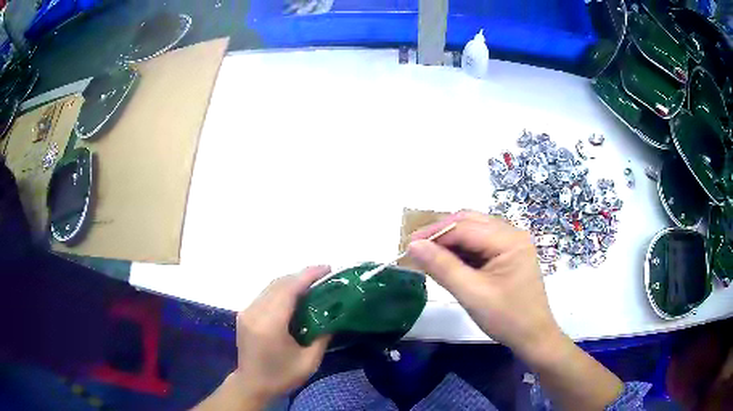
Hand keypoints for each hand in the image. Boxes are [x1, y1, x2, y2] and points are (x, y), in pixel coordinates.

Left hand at [234, 266, 331, 403]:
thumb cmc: (281, 376)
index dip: (308, 276)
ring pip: (271, 286)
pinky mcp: (244, 314)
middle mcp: (255, 312)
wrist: (251, 385)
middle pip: (279, 283)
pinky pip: (265, 294)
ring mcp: (247, 312)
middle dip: (302, 275)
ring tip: (313, 283)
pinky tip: (295, 295)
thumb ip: (322, 336)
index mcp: (270, 325)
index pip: (288, 290)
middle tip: (325, 275)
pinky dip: (282, 289)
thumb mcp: (309, 361)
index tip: (327, 268)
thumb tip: (334, 316)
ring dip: (292, 281)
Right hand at [407, 211, 562, 359]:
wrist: (533, 337)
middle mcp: (512, 233)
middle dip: (441, 233)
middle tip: (416, 249)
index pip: (464, 226)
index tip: (407, 245)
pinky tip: (447, 262)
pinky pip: (479, 244)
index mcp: (509, 239)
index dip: (434, 233)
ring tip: (428, 256)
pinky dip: (461, 250)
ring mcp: (511, 243)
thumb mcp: (472, 294)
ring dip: (449, 241)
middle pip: (469, 222)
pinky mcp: (507, 255)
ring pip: (473, 231)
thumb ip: (442, 267)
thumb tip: (413, 245)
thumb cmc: (507, 318)